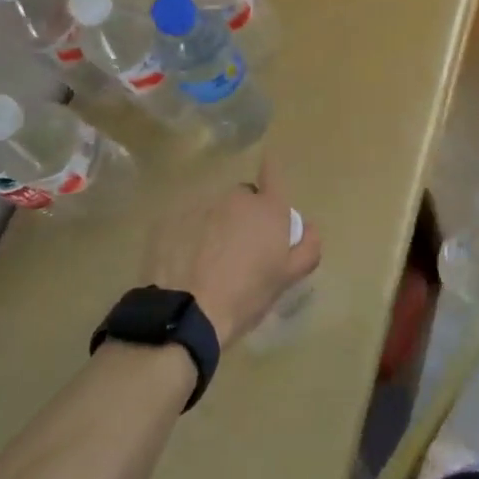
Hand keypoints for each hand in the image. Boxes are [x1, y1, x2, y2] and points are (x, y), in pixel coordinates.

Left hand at [141, 156, 320, 350]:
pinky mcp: (170, 220)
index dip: (271, 170)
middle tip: (241, 246)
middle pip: (243, 197)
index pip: (273, 175)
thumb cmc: (247, 295)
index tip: (267, 165)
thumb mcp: (287, 278)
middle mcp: (236, 199)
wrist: (187, 313)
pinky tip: (184, 263)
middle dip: (244, 214)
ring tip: (209, 259)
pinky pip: (185, 222)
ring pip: (213, 210)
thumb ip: (307, 248)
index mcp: (268, 209)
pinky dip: (187, 236)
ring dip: (215, 225)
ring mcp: (200, 206)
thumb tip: (309, 228)